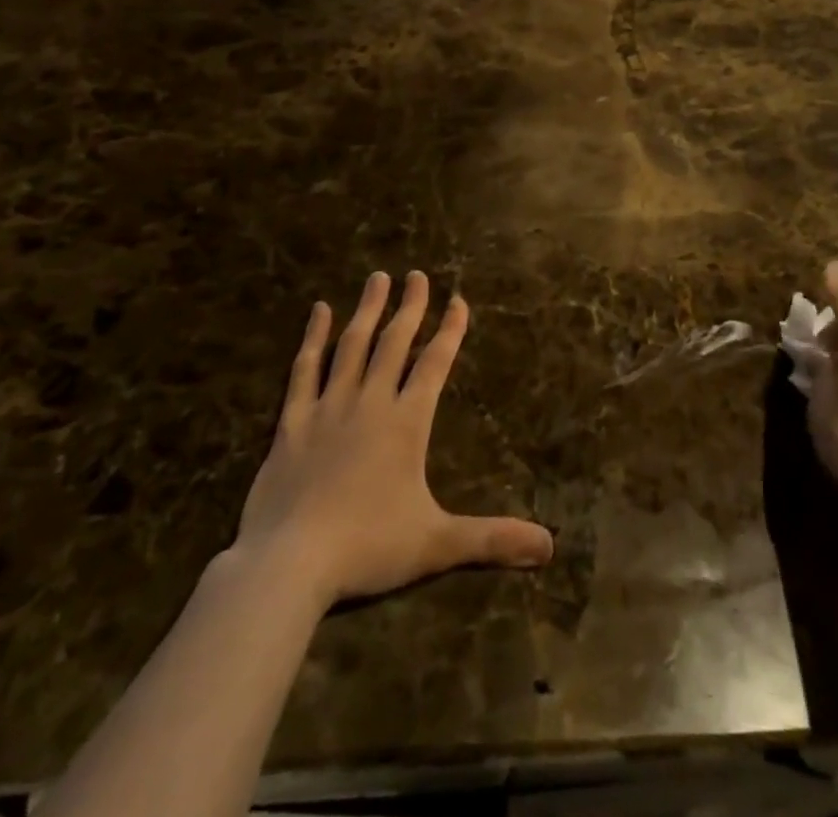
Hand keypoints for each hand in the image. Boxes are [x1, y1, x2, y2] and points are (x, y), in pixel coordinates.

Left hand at [235, 271, 554, 606]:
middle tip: (418, 275)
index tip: (459, 299)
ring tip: (378, 277)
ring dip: (368, 310)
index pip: (435, 364)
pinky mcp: (291, 422)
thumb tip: (549, 546)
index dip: (450, 330)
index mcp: (406, 422)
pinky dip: (312, 338)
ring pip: (352, 346)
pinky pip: (304, 369)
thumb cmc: (367, 548)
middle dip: (410, 307)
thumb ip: (492, 539)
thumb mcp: (437, 544)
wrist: (288, 564)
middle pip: (394, 342)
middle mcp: (369, 402)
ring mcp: (328, 408)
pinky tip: (318, 311)